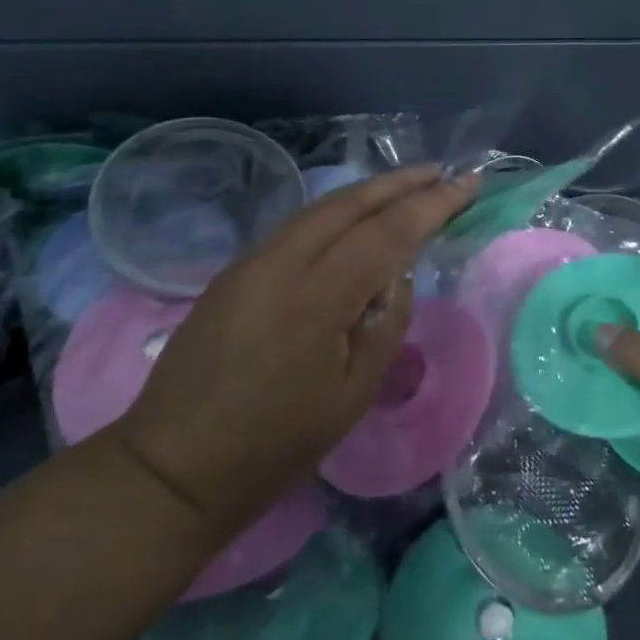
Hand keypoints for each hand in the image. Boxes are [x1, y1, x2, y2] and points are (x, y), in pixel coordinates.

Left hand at [109, 166, 475, 539]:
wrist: (172, 468)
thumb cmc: (273, 446)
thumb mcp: (351, 397)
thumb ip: (385, 326)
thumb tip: (396, 277)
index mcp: (316, 298)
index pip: (387, 232)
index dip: (432, 205)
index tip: (468, 183)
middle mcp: (282, 262)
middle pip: (351, 202)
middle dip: (401, 182)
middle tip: (441, 171)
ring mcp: (252, 260)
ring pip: (322, 207)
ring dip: (369, 191)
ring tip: (407, 185)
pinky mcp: (235, 268)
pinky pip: (298, 224)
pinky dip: (337, 211)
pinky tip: (355, 217)